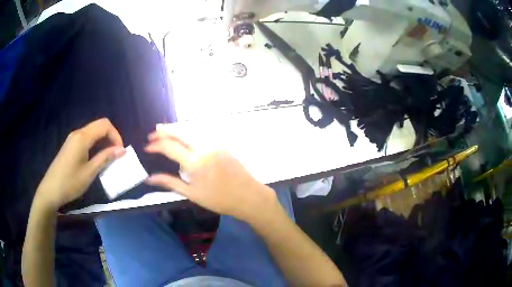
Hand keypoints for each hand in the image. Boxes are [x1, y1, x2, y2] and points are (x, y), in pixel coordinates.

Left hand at [34, 118, 125, 209]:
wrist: (50, 190)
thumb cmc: (70, 182)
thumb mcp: (89, 172)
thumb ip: (105, 158)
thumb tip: (122, 150)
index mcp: (82, 137)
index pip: (105, 125)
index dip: (116, 135)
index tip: (120, 152)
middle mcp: (78, 133)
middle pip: (99, 126)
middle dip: (111, 137)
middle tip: (116, 155)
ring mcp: (72, 139)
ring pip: (93, 132)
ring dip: (103, 141)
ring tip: (107, 158)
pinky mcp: (70, 145)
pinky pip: (86, 138)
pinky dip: (95, 144)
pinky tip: (95, 158)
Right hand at [145, 125, 277, 221]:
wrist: (248, 196)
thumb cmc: (219, 199)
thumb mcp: (192, 194)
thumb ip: (170, 183)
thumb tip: (150, 178)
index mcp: (195, 162)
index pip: (170, 147)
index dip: (156, 145)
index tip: (147, 147)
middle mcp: (204, 148)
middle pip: (180, 132)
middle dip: (164, 131)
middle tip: (153, 133)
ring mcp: (214, 144)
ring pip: (191, 130)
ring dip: (176, 129)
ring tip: (164, 131)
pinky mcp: (221, 144)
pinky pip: (201, 134)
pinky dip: (188, 132)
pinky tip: (183, 137)